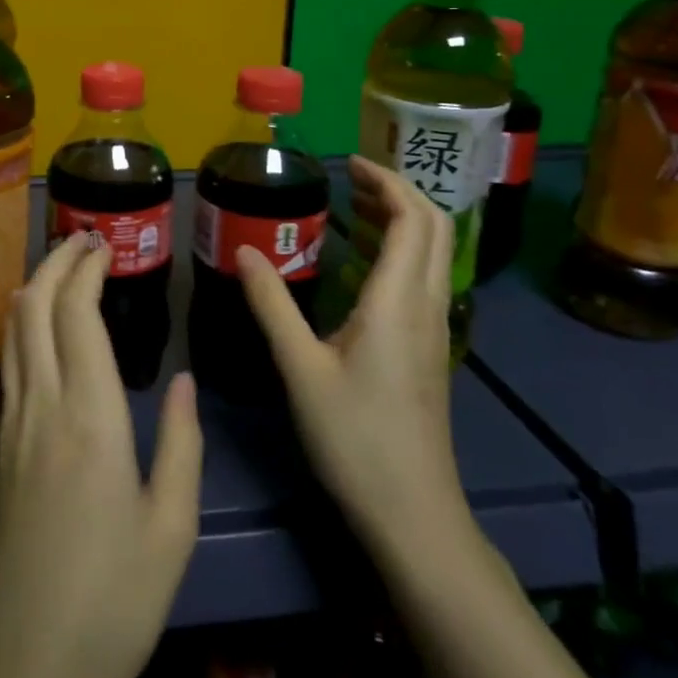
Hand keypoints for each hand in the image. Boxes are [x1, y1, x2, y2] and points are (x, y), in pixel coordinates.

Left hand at [0, 235, 202, 677]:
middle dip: (54, 263)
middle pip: (34, 307)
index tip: (104, 244)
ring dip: (33, 287)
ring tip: (59, 267)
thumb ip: (182, 445)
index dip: (86, 269)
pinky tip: (34, 327)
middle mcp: (42, 405)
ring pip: (12, 331)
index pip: (78, 315)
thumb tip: (184, 381)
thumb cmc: (114, 598)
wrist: (27, 661)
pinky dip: (20, 325)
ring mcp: (11, 425)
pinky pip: (7, 364)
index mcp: (91, 417)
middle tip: (81, 240)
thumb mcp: (172, 528)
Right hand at [235, 156, 464, 554]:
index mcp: (398, 301)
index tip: (348, 163)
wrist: (413, 514)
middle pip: (434, 228)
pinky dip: (398, 250)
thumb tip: (243, 250)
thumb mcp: (301, 368)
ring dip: (401, 219)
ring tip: (352, 208)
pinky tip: (360, 264)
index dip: (387, 181)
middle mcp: (425, 305)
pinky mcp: (428, 350)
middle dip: (398, 191)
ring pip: (432, 253)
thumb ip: (271, 304)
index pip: (413, 218)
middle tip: (350, 179)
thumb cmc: (355, 438)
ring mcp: (433, 329)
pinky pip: (422, 278)